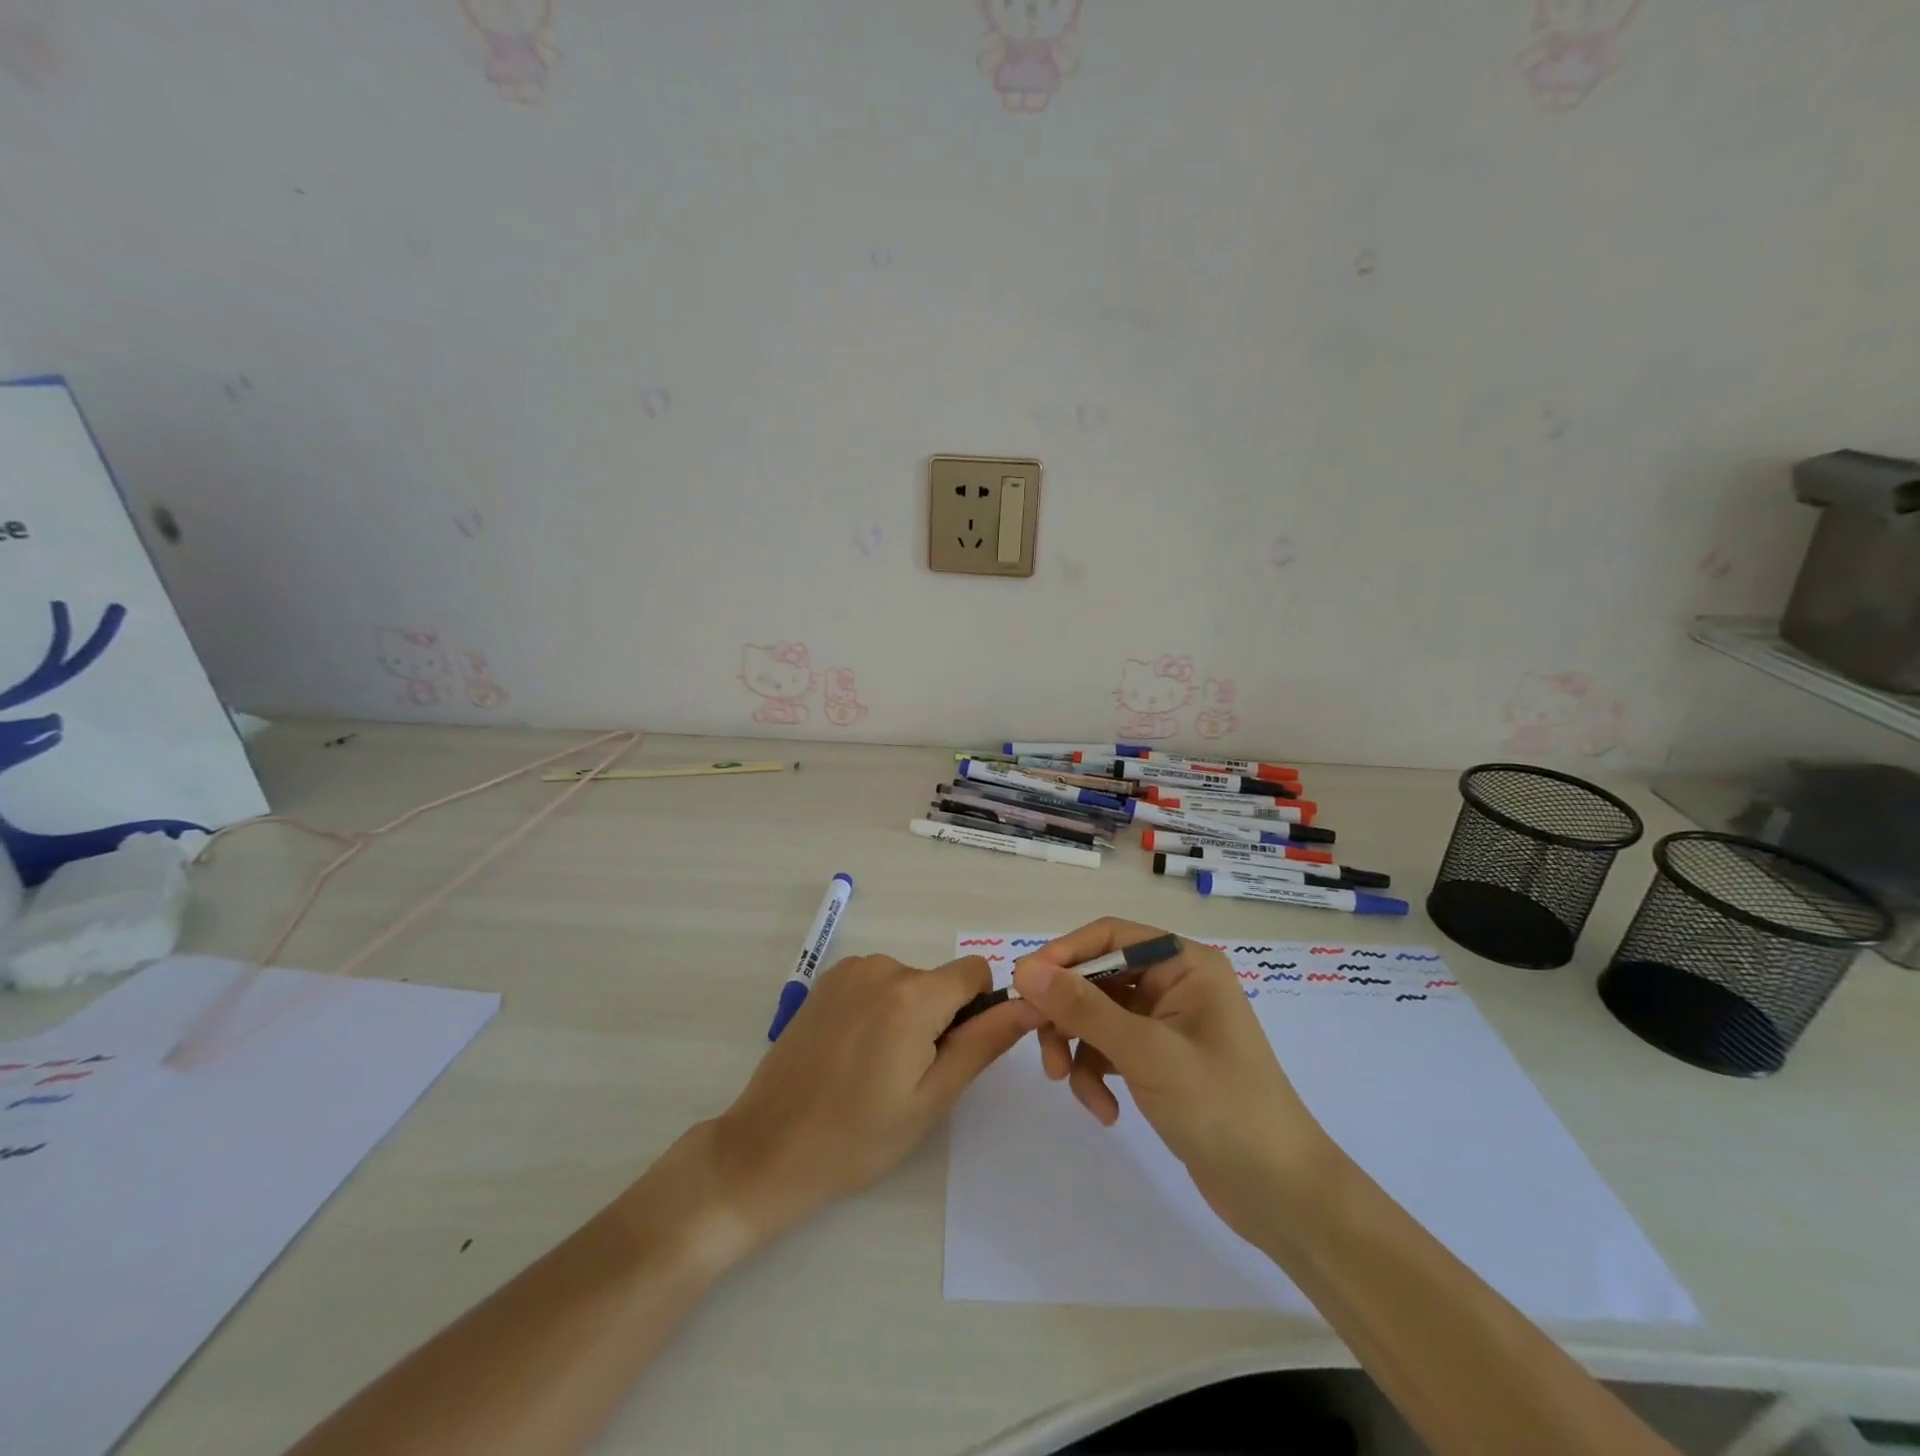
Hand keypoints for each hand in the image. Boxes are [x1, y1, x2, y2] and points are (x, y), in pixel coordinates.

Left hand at [707, 954, 1036, 1243]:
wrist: (768, 1148)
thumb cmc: (858, 1136)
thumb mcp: (932, 1098)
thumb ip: (983, 1043)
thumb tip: (1029, 1004)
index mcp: (913, 994)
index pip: (976, 972)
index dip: (979, 1010)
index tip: (954, 1053)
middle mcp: (882, 967)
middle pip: (939, 982)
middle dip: (939, 1020)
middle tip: (909, 1078)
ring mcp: (849, 971)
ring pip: (909, 984)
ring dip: (908, 1017)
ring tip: (876, 1071)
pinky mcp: (826, 981)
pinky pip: (877, 984)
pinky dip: (879, 1011)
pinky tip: (852, 1056)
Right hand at [1011, 918, 1334, 1239]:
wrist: (1281, 1195)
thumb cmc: (1221, 1107)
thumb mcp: (1145, 1052)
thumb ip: (1083, 1008)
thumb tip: (1024, 969)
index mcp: (1185, 964)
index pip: (1109, 937)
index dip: (1063, 956)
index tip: (1023, 986)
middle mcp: (1176, 984)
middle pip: (1098, 978)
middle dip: (1067, 1015)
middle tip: (1041, 1049)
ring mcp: (1168, 1024)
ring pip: (1098, 1017)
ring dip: (1079, 1051)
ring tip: (1073, 1090)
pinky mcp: (1162, 1060)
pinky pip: (1111, 1050)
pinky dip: (1099, 1075)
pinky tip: (1105, 1111)